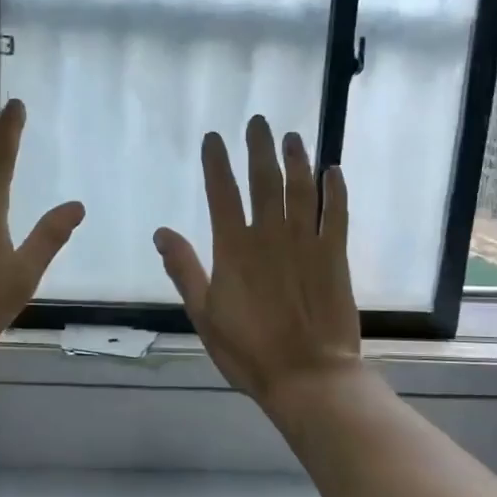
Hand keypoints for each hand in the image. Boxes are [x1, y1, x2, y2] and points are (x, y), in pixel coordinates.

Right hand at [153, 115, 360, 407]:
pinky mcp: (334, 255)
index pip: (222, 193)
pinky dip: (335, 191)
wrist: (307, 375)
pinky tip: (334, 171)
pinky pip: (335, 214)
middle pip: (264, 181)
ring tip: (292, 137)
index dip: (217, 162)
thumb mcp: (204, 314)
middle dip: (259, 148)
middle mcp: (269, 235)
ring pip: (300, 189)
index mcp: (233, 249)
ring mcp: (305, 243)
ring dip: (296, 160)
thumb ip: (184, 270)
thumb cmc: (248, 350)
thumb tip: (161, 232)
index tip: (214, 138)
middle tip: (259, 122)